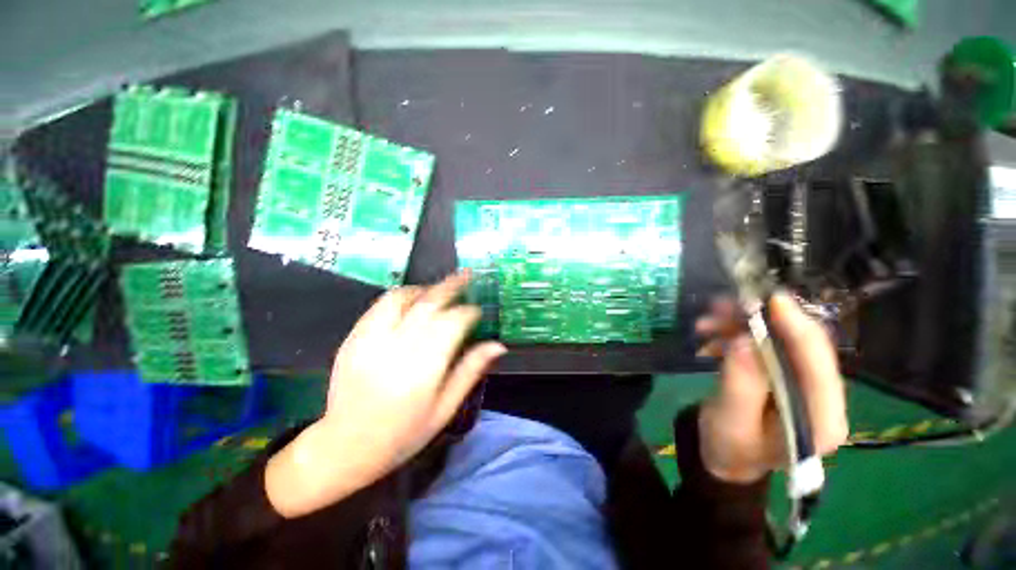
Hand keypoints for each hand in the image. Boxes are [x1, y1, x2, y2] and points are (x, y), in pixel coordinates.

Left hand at [266, 272, 505, 516]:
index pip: (452, 324)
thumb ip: (470, 371)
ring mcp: (369, 341)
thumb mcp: (445, 408)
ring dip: (425, 288)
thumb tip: (497, 345)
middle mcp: (396, 349)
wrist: (346, 447)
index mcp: (423, 370)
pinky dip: (400, 296)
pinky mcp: (352, 338)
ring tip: (440, 288)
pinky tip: (412, 300)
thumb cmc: (404, 434)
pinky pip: (379, 306)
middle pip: (429, 304)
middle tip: (466, 275)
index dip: (468, 312)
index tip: (477, 310)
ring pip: (402, 298)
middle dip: (451, 286)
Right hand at [694, 292, 847, 483]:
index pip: (819, 366)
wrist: (726, 456)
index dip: (798, 328)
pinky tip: (709, 337)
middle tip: (723, 306)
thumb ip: (740, 385)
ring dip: (742, 326)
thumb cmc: (729, 447)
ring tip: (705, 322)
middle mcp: (821, 398)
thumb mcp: (730, 422)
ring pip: (780, 340)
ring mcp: (803, 386)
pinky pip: (763, 345)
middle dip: (763, 322)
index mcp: (820, 420)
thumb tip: (743, 341)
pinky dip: (735, 335)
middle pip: (802, 346)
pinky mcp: (784, 375)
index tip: (772, 300)